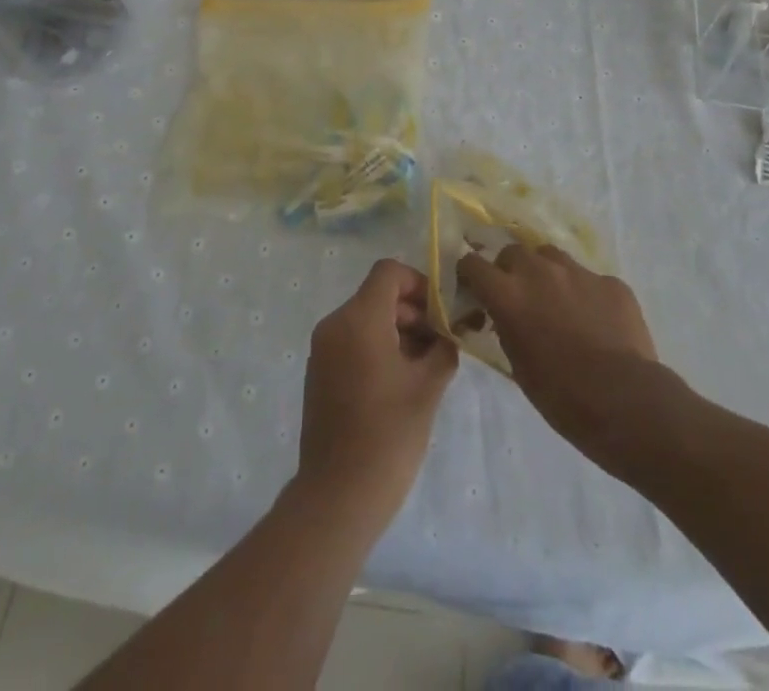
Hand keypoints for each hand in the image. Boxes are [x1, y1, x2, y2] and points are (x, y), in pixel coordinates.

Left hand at [295, 259, 457, 529]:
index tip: (442, 313)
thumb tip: (449, 332)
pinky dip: (378, 348)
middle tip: (443, 342)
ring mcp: (323, 350)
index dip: (419, 283)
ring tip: (427, 366)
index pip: (388, 272)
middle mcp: (335, 324)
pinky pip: (352, 342)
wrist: (338, 496)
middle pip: (378, 295)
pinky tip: (402, 382)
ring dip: (398, 331)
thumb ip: (443, 347)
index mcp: (359, 318)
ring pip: (366, 319)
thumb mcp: (428, 387)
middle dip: (413, 311)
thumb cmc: (388, 435)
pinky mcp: (319, 373)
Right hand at [455, 245, 658, 460]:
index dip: (470, 275)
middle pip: (513, 252)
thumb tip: (506, 319)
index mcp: (508, 293)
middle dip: (510, 270)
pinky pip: (590, 279)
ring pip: (551, 257)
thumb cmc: (561, 395)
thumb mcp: (518, 366)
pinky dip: (585, 294)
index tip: (474, 289)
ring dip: (546, 274)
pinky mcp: (611, 282)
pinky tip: (596, 321)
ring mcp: (578, 272)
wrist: (625, 401)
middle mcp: (539, 271)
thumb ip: (507, 329)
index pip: (472, 264)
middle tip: (519, 298)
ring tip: (557, 303)